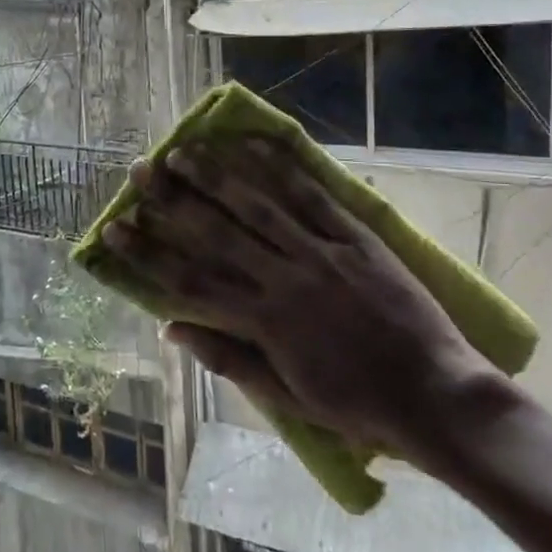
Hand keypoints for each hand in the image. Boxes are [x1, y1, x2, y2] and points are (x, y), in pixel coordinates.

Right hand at [101, 137, 507, 477]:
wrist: (437, 398)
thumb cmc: (356, 406)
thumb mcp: (285, 396)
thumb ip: (227, 358)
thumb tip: (171, 329)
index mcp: (263, 322)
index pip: (189, 280)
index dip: (146, 252)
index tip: (115, 227)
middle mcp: (284, 279)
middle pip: (216, 232)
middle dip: (172, 200)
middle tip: (141, 171)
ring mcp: (321, 253)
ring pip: (258, 206)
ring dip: (216, 176)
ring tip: (183, 151)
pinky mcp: (356, 238)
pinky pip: (312, 196)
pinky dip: (281, 168)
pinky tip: (253, 145)